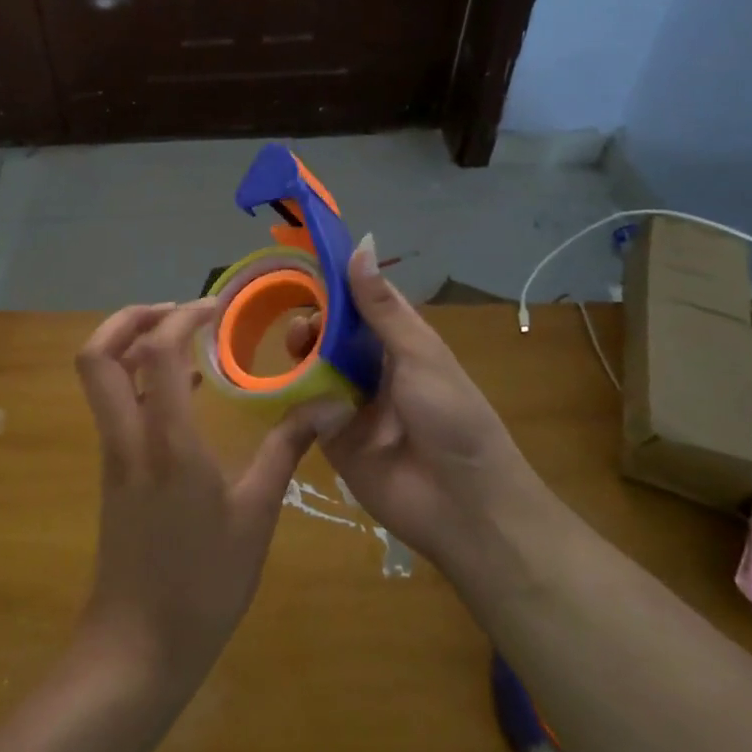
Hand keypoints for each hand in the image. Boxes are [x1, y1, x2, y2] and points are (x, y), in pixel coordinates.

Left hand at [73, 299, 319, 699]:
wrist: (137, 650)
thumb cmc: (203, 585)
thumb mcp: (256, 517)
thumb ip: (285, 452)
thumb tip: (327, 406)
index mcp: (166, 443)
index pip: (157, 352)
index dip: (183, 315)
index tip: (218, 306)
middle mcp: (128, 437)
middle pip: (96, 354)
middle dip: (130, 317)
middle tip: (180, 311)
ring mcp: (114, 454)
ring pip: (100, 378)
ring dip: (133, 344)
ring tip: (187, 339)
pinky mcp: (114, 471)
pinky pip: (116, 405)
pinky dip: (140, 379)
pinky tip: (186, 390)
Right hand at [288, 236, 548, 580]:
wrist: (464, 506)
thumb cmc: (453, 418)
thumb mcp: (420, 355)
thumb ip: (381, 307)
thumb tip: (361, 245)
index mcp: (399, 343)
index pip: (360, 303)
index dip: (334, 284)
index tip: (303, 265)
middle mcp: (373, 367)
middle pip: (332, 333)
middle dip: (313, 322)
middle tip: (302, 327)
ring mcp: (351, 402)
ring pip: (315, 367)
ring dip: (302, 354)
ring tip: (295, 349)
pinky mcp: (331, 437)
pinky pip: (305, 408)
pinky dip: (295, 395)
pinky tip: (288, 385)